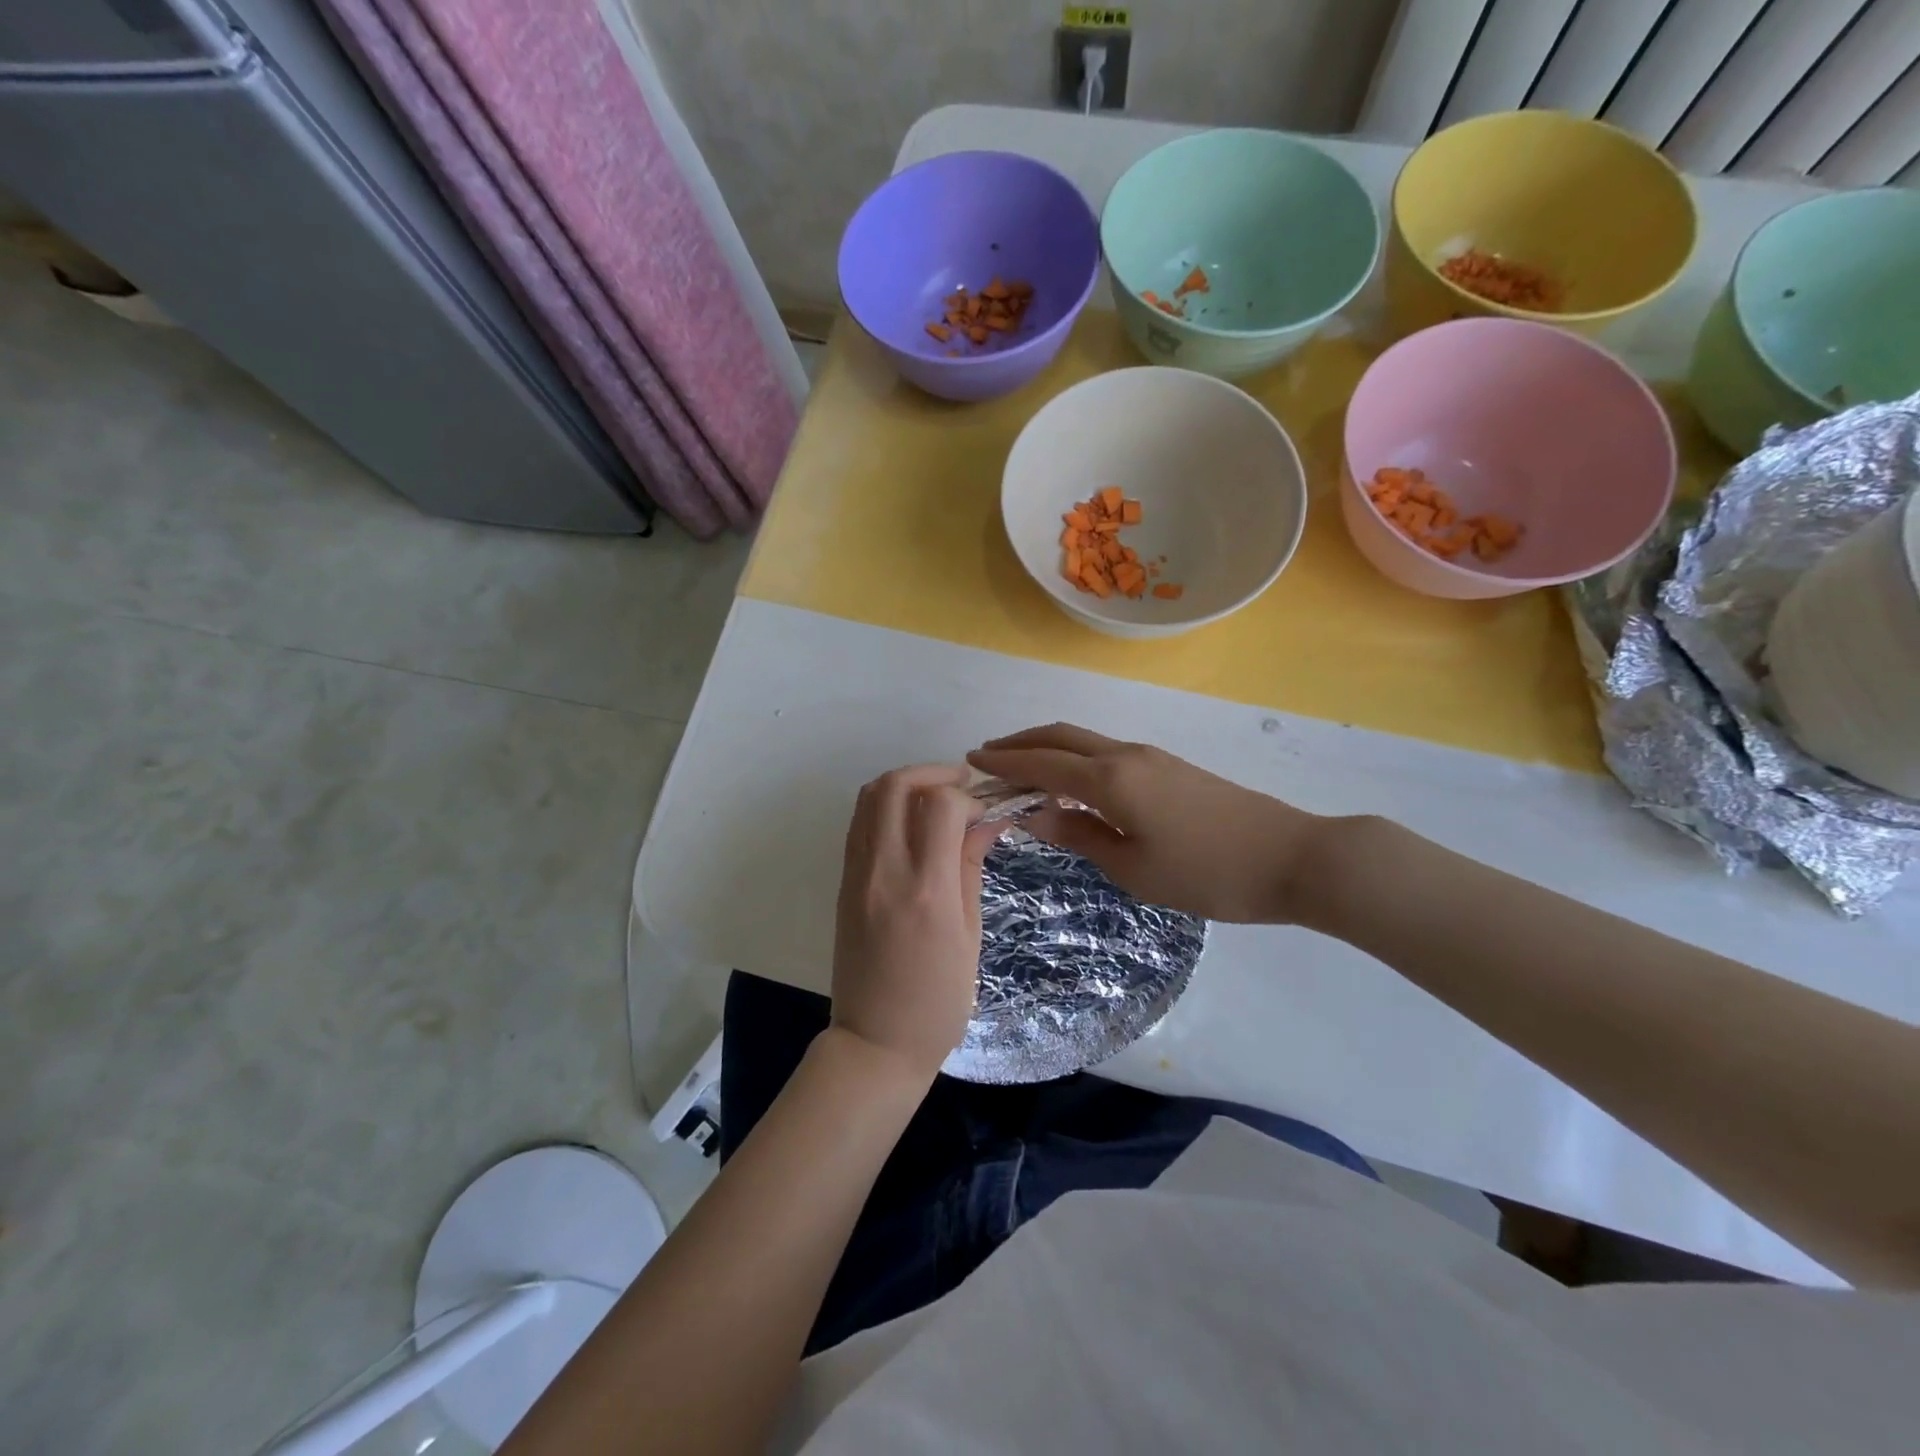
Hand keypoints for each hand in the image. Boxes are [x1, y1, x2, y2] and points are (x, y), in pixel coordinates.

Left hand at [830, 765, 1003, 1082]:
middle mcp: (883, 872)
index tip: (984, 812)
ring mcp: (855, 875)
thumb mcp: (969, 935)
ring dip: (904, 784)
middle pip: (894, 786)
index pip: (940, 805)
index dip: (968, 796)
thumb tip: (986, 821)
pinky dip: (885, 808)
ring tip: (935, 800)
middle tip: (959, 785)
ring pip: (868, 798)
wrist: (874, 1042)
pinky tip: (911, 826)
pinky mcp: (842, 883)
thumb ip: (970, 868)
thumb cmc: (937, 1001)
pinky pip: (859, 824)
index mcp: (925, 890)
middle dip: (930, 772)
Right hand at [968, 724, 1328, 923]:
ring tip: (1021, 768)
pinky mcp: (1169, 767)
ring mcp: (1151, 757)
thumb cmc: (1207, 874)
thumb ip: (1080, 835)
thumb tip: (1035, 813)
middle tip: (988, 757)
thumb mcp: (1134, 868)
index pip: (1042, 763)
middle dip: (1020, 743)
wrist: (1292, 857)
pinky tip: (1070, 781)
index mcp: (1111, 779)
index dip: (1004, 761)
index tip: (970, 761)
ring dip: (1047, 748)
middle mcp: (1125, 755)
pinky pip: (1106, 752)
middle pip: (1060, 736)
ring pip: (1084, 740)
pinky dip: (1074, 758)